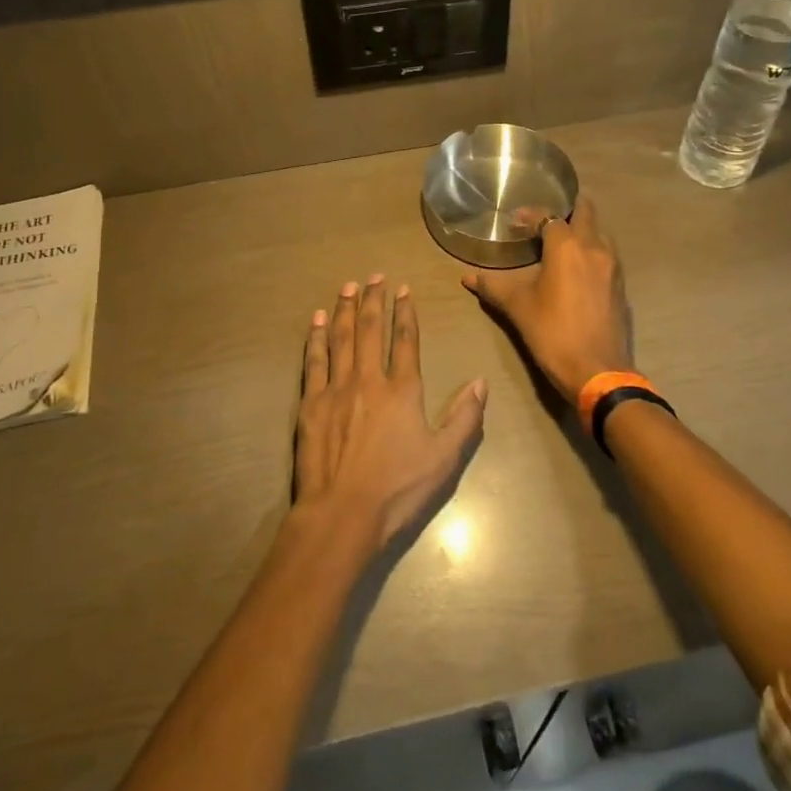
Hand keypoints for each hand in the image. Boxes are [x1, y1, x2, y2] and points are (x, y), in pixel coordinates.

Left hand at [295, 275, 486, 554]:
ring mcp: (336, 389)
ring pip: (341, 338)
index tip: (402, 289)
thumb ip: (465, 418)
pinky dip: (316, 338)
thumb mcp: (444, 459)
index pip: (406, 340)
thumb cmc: (397, 489)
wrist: (342, 514)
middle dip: (372, 300)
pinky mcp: (311, 404)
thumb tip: (480, 382)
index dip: (405, 312)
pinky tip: (317, 321)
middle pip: (370, 330)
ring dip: (344, 309)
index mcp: (402, 391)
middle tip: (373, 276)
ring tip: (347, 286)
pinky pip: (314, 361)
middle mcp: (369, 380)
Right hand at [462, 197, 632, 400]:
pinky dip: (592, 251)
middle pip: (586, 213)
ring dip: (583, 229)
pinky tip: (578, 268)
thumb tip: (467, 277)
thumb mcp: (518, 308)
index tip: (515, 221)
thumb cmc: (553, 333)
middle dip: (568, 208)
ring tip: (561, 240)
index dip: (530, 214)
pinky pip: (607, 256)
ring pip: (600, 234)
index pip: (549, 216)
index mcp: (567, 247)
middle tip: (548, 215)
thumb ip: (494, 287)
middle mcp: (595, 248)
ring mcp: (613, 267)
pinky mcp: (620, 286)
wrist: (598, 371)